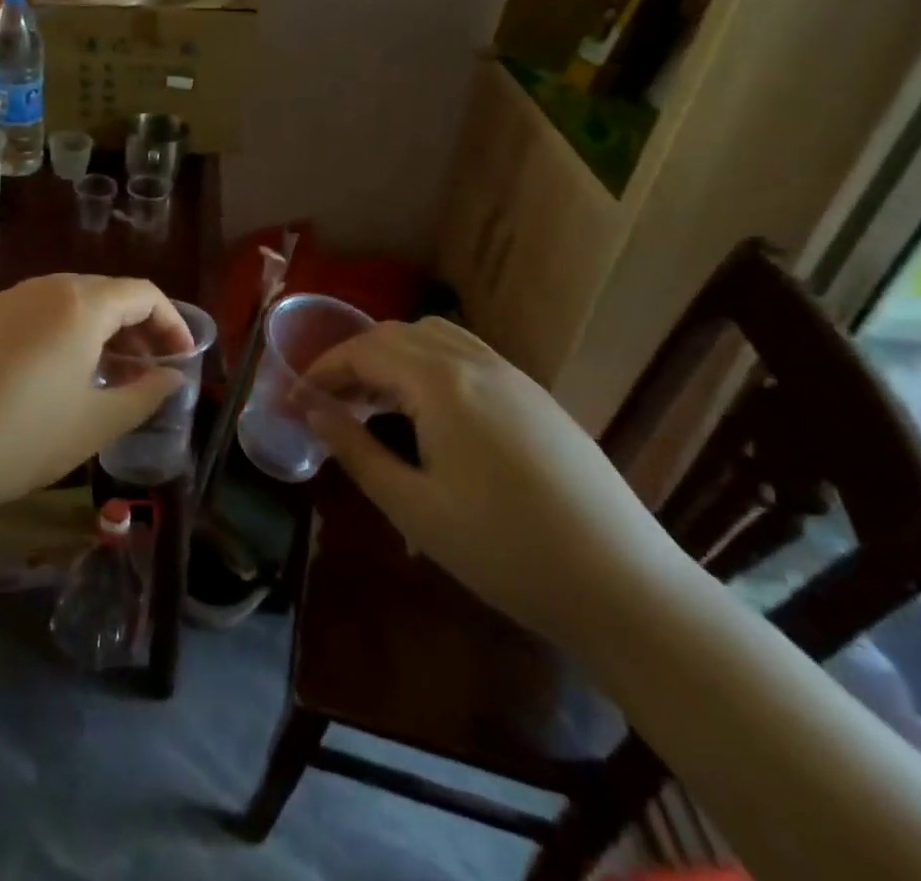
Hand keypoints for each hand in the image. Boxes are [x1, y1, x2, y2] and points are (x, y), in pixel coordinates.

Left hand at [0, 275, 193, 530]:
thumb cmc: (22, 439)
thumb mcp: (96, 423)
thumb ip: (145, 394)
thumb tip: (172, 377)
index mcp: (79, 304)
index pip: (142, 293)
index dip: (171, 322)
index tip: (181, 358)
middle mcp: (42, 288)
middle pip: (104, 293)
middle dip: (135, 326)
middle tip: (147, 368)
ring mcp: (3, 301)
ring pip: (66, 302)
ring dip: (97, 330)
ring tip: (104, 374)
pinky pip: (32, 314)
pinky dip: (59, 333)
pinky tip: (52, 375)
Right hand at [302, 318, 681, 645]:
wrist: (623, 586)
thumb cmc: (504, 550)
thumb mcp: (413, 506)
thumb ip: (355, 449)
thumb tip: (312, 410)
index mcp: (440, 382)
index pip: (364, 350)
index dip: (323, 368)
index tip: (297, 397)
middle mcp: (475, 361)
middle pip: (397, 334)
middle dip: (355, 358)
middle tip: (331, 401)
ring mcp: (512, 375)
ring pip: (434, 337)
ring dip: (393, 355)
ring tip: (375, 400)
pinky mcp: (536, 395)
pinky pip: (467, 354)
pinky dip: (430, 362)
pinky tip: (430, 409)